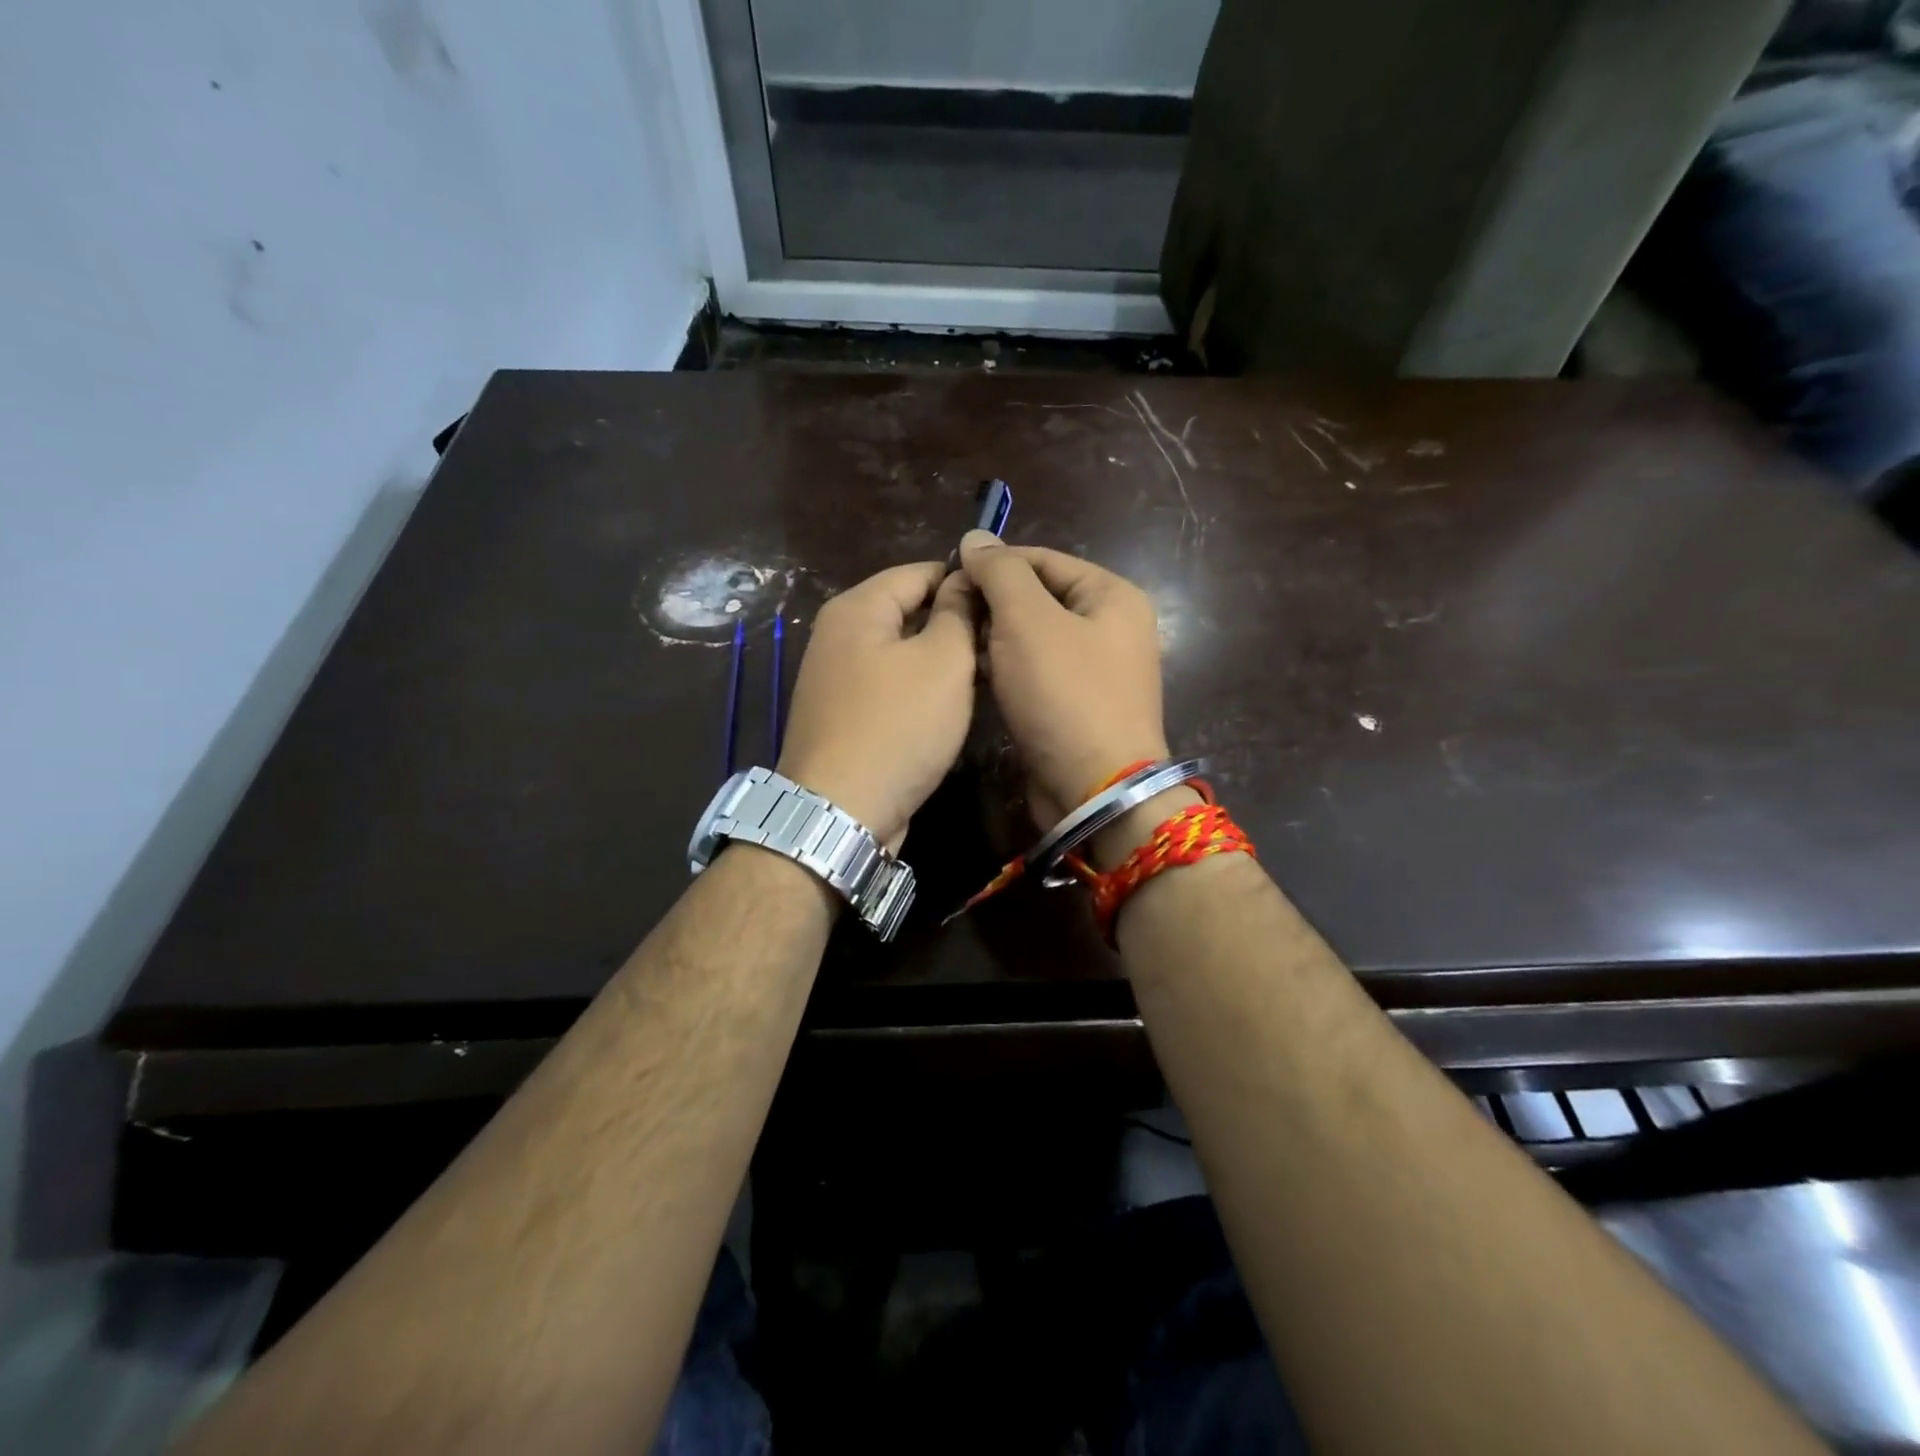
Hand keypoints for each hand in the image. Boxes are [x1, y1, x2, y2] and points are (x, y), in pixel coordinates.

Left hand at [776, 562, 975, 850]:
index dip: (966, 582)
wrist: (840, 812)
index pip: (920, 572)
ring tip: (985, 676)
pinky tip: (950, 707)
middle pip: (908, 611)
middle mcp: (838, 634)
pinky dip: (919, 689)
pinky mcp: (842, 715)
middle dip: (955, 623)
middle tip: (1001, 645)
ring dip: (941, 660)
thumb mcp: (943, 661)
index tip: (1006, 605)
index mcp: (857, 607)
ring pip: (901, 652)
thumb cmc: (898, 726)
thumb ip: (958, 613)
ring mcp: (836, 677)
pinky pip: (889, 685)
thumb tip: (965, 580)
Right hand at [958, 531, 1168, 827]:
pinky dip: (1008, 671)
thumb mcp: (1027, 620)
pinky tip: (975, 677)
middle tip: (948, 618)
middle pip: (1039, 598)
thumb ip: (1000, 573)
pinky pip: (1037, 674)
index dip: (993, 564)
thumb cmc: (1064, 694)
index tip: (948, 579)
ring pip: (1034, 639)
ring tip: (955, 646)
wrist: (1095, 790)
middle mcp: (1112, 627)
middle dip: (992, 605)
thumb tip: (975, 536)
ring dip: (995, 640)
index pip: (1042, 559)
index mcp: (1112, 595)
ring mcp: (1098, 671)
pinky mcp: (1079, 707)